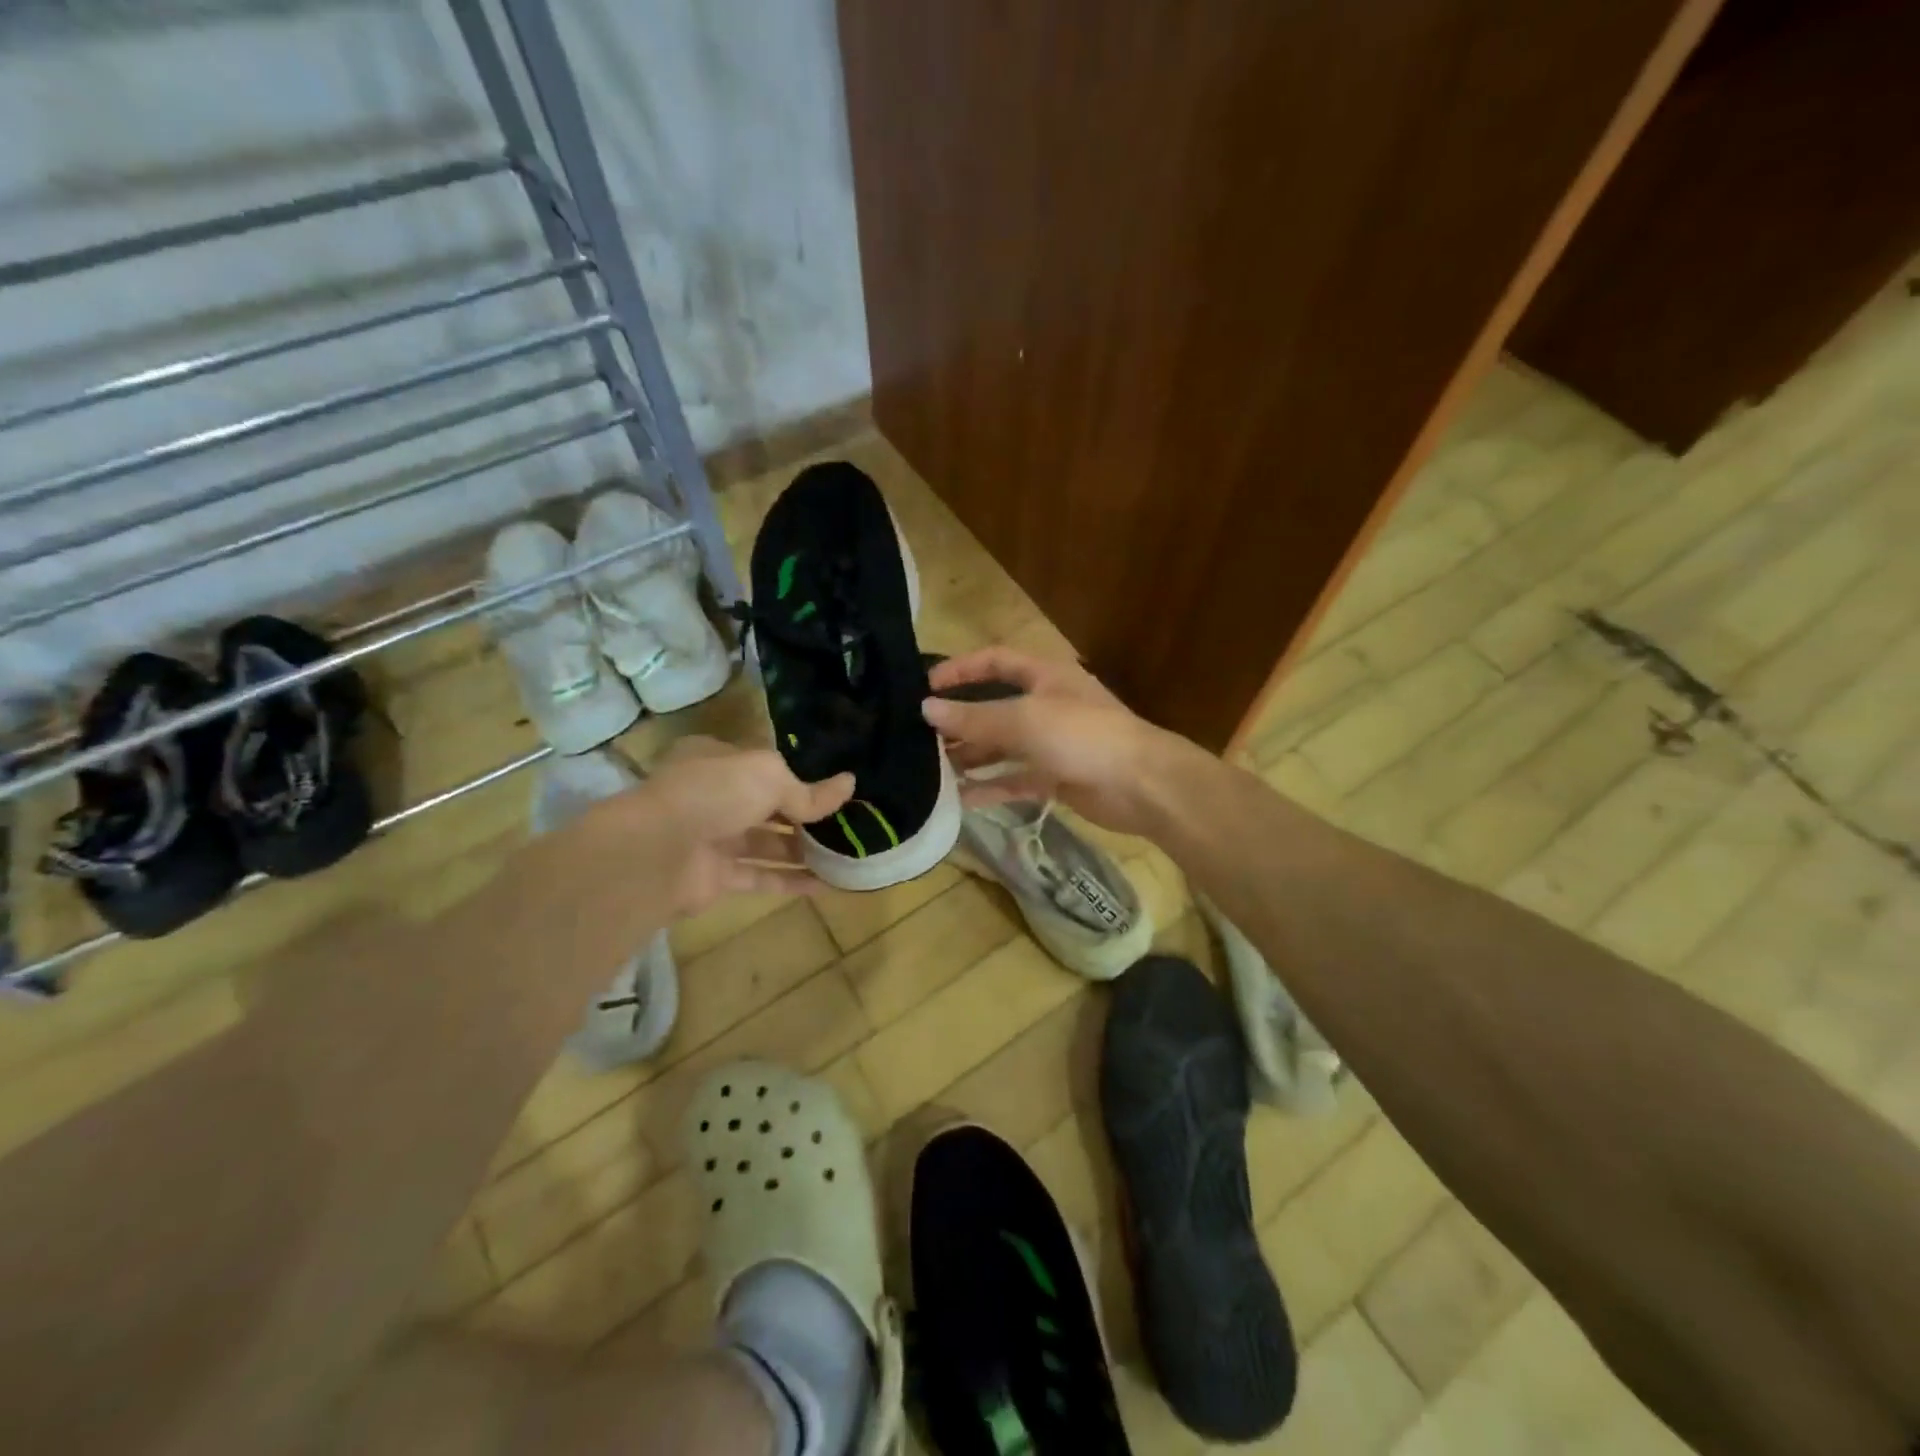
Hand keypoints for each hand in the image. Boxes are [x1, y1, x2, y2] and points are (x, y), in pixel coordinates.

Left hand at [626, 737, 854, 916]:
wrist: (656, 851)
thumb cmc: (714, 793)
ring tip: (845, 855)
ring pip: (765, 845)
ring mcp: (712, 839)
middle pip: (767, 807)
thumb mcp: (769, 777)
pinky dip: (790, 881)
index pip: (764, 767)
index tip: (834, 791)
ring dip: (803, 851)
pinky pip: (759, 878)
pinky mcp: (714, 878)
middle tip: (848, 825)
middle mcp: (713, 797)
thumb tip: (850, 784)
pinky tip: (826, 885)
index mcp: (718, 761)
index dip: (799, 778)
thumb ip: (808, 791)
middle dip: (805, 817)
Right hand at [921, 647, 1177, 834]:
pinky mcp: (1056, 778)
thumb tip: (925, 709)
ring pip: (1002, 747)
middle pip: (994, 707)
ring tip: (933, 768)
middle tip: (921, 737)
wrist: (1141, 785)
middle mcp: (1046, 705)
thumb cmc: (1083, 736)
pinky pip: (1014, 780)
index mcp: (1044, 676)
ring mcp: (1052, 744)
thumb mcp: (1024, 720)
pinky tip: (960, 798)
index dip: (960, 669)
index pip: (994, 661)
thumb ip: (974, 717)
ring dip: (971, 756)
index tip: (925, 687)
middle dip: (960, 721)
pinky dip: (990, 788)